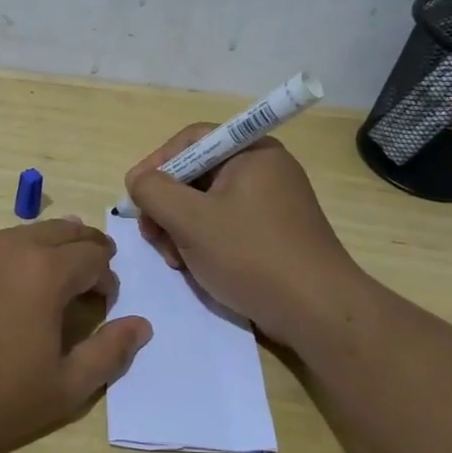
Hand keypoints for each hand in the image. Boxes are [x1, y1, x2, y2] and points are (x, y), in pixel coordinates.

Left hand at [0, 218, 153, 452]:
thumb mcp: (63, 388)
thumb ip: (109, 353)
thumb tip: (140, 326)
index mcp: (45, 270)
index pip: (93, 255)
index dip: (108, 276)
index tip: (105, 301)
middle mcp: (8, 248)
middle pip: (59, 231)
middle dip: (83, 247)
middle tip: (90, 271)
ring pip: (19, 235)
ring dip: (44, 249)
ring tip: (48, 274)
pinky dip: (7, 258)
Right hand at [124, 126, 365, 346]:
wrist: (317, 311)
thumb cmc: (251, 255)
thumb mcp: (190, 220)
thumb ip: (154, 191)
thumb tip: (138, 180)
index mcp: (252, 152)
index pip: (191, 141)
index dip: (156, 164)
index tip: (134, 197)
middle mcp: (264, 169)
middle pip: (196, 174)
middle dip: (167, 206)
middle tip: (152, 237)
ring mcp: (272, 203)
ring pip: (207, 204)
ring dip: (181, 229)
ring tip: (176, 261)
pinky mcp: (273, 233)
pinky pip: (226, 225)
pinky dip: (204, 242)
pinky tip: (196, 268)